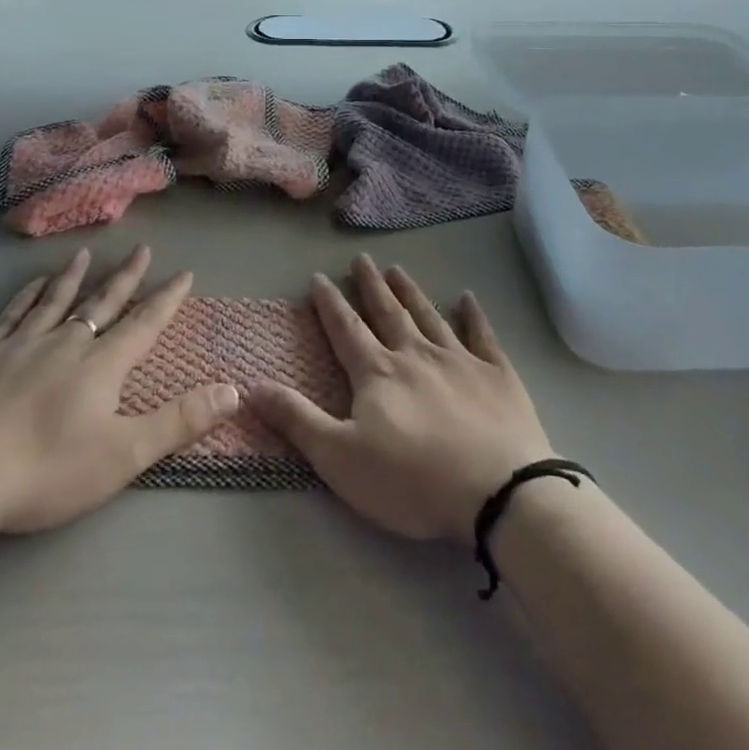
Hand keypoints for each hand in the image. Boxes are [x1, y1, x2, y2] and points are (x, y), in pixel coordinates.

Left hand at [0, 246, 238, 538]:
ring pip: (55, 300)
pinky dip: (26, 295)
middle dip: (126, 277)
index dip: (167, 298)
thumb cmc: (46, 470)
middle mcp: (66, 343)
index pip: (144, 323)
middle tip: (142, 249)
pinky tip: (32, 284)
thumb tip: (233, 389)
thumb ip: (180, 421)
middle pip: (102, 303)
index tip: (184, 273)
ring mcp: (21, 345)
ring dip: (74, 276)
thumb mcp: (124, 454)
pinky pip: (11, 314)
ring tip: (86, 254)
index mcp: (101, 365)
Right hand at [248, 255, 552, 542]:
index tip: (320, 277)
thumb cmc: (412, 480)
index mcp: (377, 373)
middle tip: (362, 259)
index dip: (330, 303)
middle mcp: (415, 354)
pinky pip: (482, 335)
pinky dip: (474, 315)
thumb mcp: (340, 457)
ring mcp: (459, 360)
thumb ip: (296, 419)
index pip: (346, 329)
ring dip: (411, 292)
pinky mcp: (497, 374)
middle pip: (387, 312)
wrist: (497, 491)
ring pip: (429, 316)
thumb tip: (250, 385)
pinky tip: (468, 298)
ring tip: (398, 270)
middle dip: (371, 285)